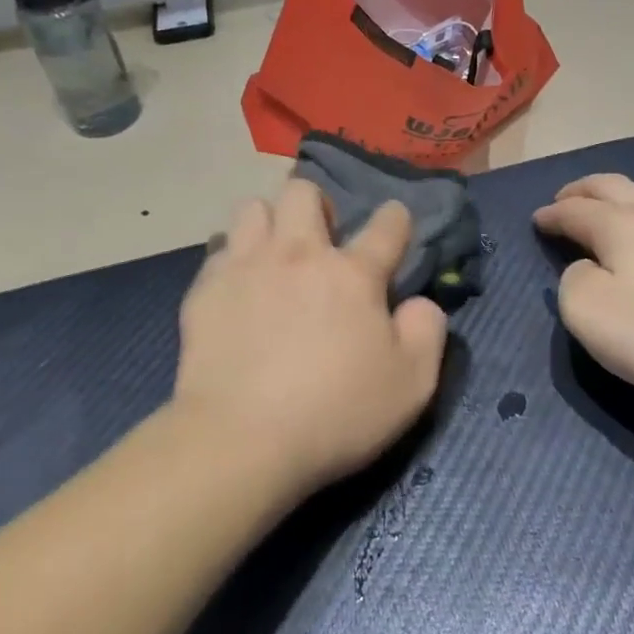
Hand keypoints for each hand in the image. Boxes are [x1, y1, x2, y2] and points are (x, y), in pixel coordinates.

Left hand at [172, 179, 448, 498]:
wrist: (240, 441)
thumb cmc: (335, 414)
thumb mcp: (412, 385)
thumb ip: (427, 331)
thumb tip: (421, 302)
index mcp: (354, 274)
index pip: (387, 224)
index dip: (396, 218)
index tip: (395, 223)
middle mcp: (299, 254)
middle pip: (304, 192)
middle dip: (317, 204)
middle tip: (320, 238)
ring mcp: (247, 267)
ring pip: (253, 208)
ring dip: (269, 221)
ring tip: (273, 252)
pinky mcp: (205, 290)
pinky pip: (219, 249)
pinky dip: (233, 258)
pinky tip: (238, 286)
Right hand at [533, 174, 633, 421]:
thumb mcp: (590, 315)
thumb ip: (574, 283)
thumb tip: (586, 269)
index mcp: (619, 227)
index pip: (574, 211)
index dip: (551, 214)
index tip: (537, 220)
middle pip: (612, 188)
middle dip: (583, 191)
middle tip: (565, 198)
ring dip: (628, 195)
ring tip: (616, 198)